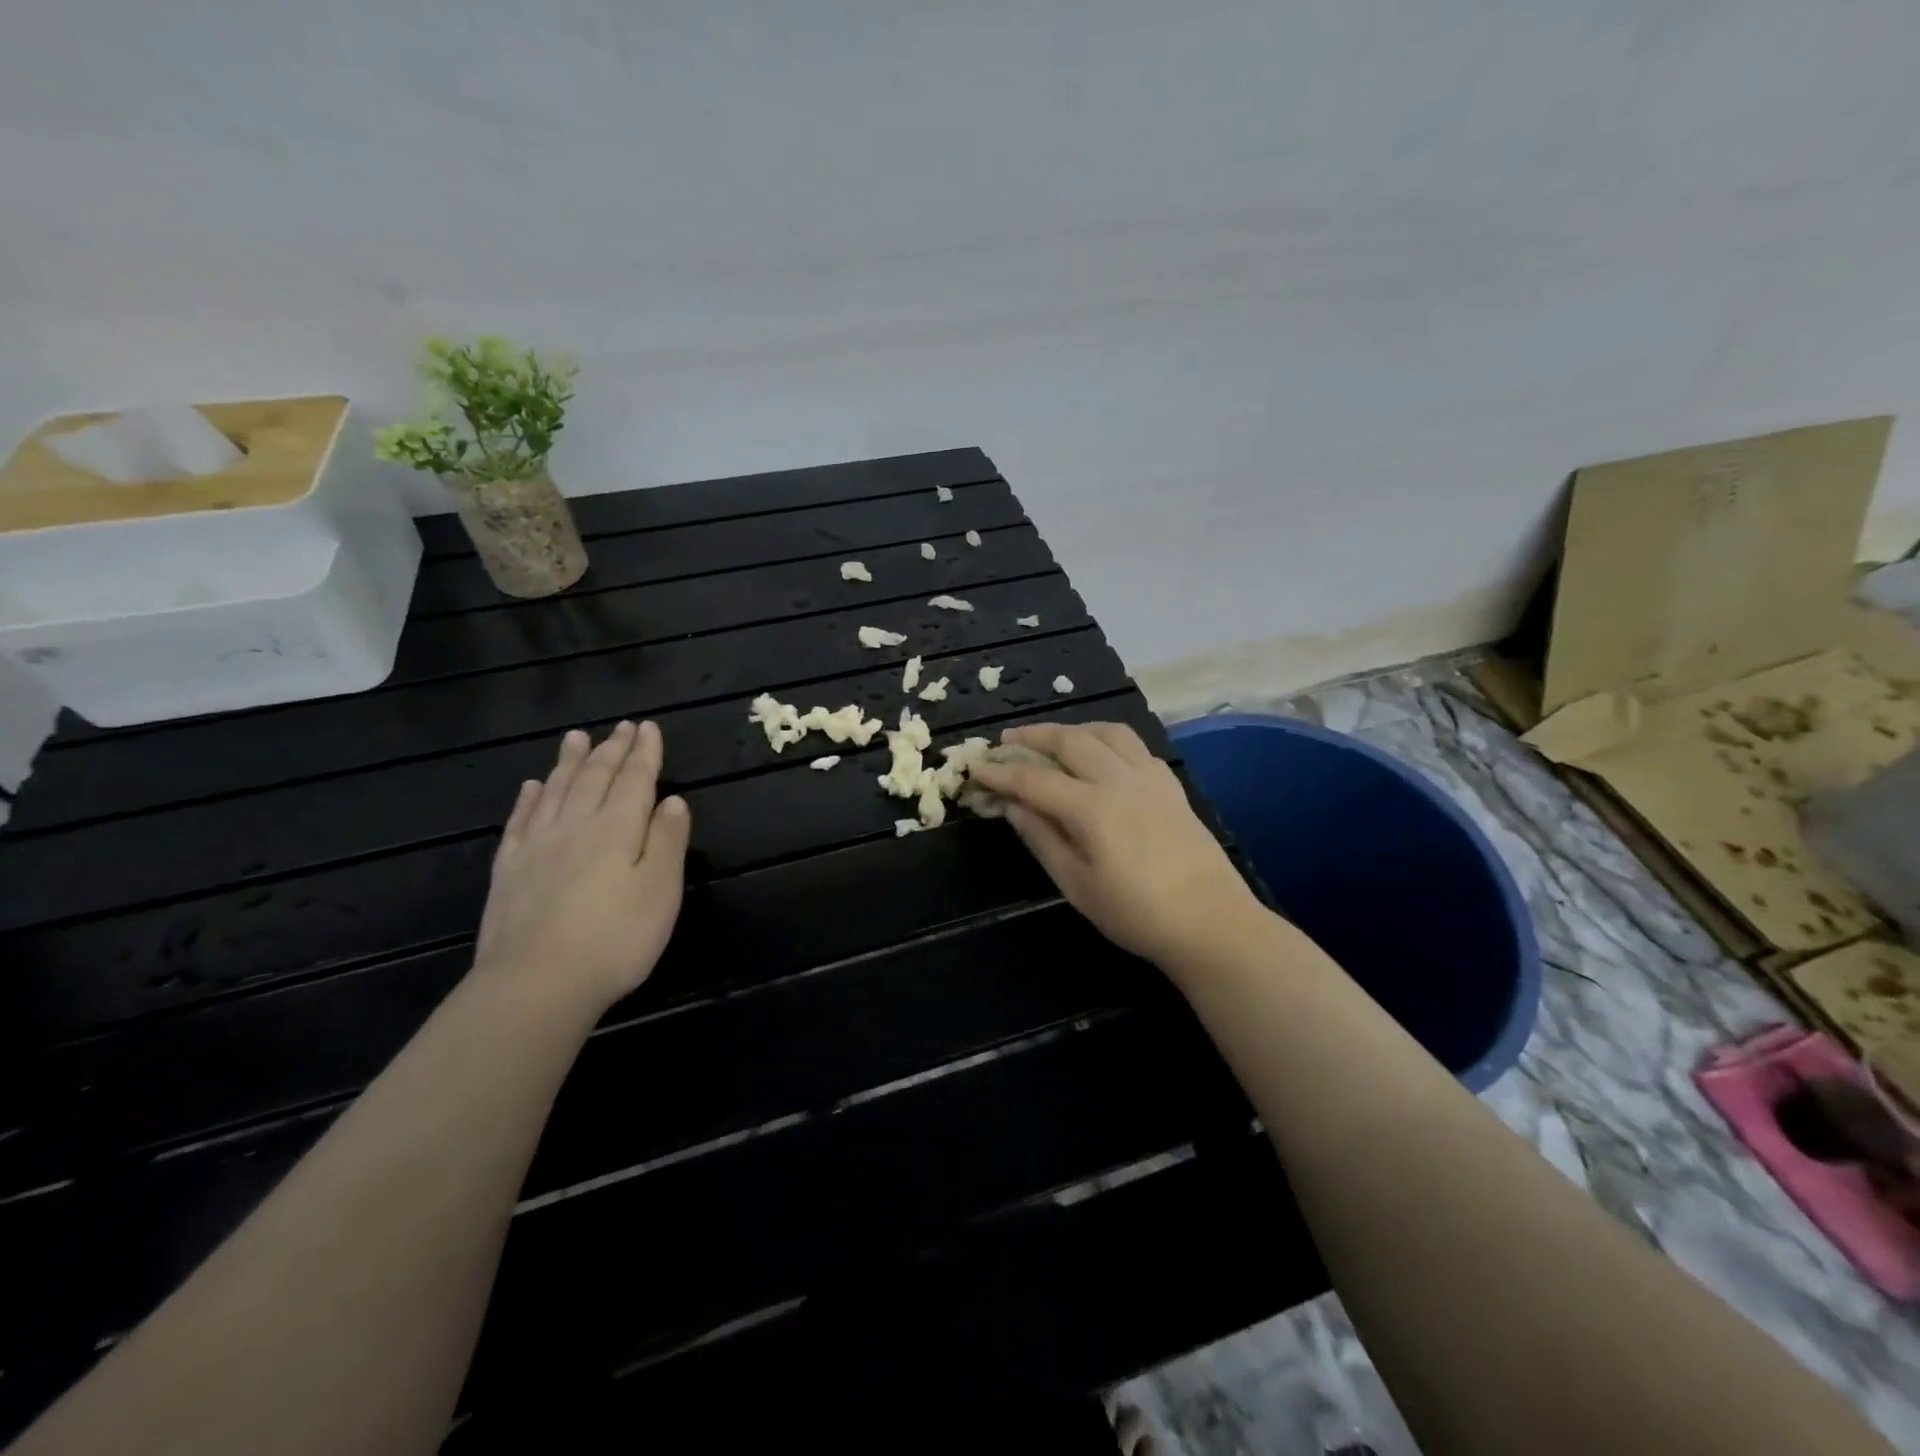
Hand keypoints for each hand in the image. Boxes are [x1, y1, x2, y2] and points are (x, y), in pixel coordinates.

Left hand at [473, 720, 691, 1012]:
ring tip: (576, 737)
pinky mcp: (509, 871)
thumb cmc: (616, 938)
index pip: (634, 779)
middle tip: (621, 726)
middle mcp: (575, 826)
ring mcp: (537, 847)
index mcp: (617, 828)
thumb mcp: (661, 889)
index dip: (644, 752)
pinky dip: (529, 799)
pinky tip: (532, 787)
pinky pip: (520, 822)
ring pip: (556, 791)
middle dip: (611, 750)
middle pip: (595, 778)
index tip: (649, 727)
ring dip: (569, 762)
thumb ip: (667, 840)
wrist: (537, 984)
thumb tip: (673, 801)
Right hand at [968, 722, 1269, 969]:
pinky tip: (1101, 756)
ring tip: (1053, 739)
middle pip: (1069, 740)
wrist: (1212, 922)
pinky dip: (1107, 739)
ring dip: (1073, 729)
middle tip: (1006, 741)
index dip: (999, 772)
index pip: (1033, 780)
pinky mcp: (1170, 785)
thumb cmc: (1136, 913)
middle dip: (1032, 736)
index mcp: (1091, 807)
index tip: (974, 767)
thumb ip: (1042, 839)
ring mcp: (1150, 777)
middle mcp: (1119, 779)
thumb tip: (1012, 806)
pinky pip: (1134, 745)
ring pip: (1106, 731)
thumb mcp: (1077, 885)